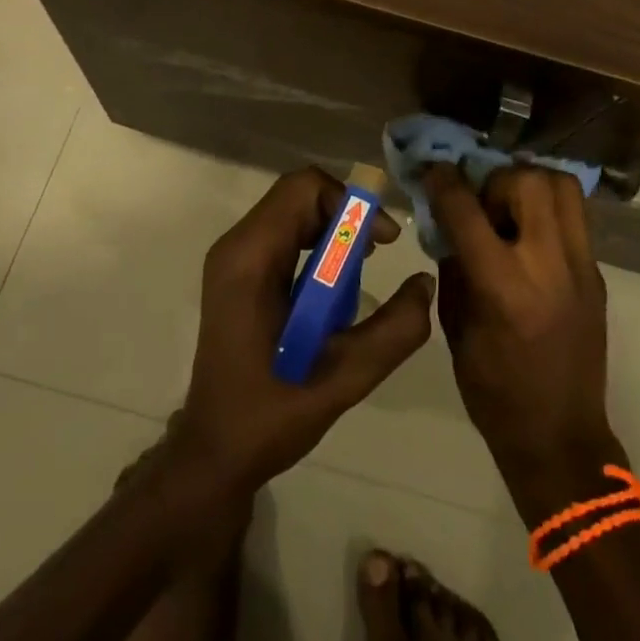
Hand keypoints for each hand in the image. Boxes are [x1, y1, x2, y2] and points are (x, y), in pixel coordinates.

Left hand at [172, 168, 434, 496]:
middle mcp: (236, 245)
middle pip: (298, 194)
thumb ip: (393, 330)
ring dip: (333, 229)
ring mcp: (233, 257)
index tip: (381, 242)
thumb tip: (425, 282)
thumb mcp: (344, 378)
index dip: (349, 203)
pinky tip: (333, 286)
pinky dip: (317, 243)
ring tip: (359, 270)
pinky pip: (284, 233)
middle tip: (376, 254)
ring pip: (292, 210)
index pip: (303, 188)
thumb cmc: (272, 415)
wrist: (214, 452)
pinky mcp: (238, 272)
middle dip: (345, 215)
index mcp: (251, 258)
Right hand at [426, 164, 613, 477]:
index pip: (467, 210)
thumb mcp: (455, 327)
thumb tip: (447, 220)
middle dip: (495, 180)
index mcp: (503, 287)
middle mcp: (548, 265)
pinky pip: (574, 216)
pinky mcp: (597, 273)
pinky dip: (547, 209)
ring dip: (529, 184)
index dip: (443, 180)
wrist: (561, 438)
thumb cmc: (493, 391)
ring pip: (561, 186)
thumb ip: (452, 265)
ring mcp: (581, 267)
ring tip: (511, 211)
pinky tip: (530, 235)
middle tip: (483, 204)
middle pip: (527, 180)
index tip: (432, 169)